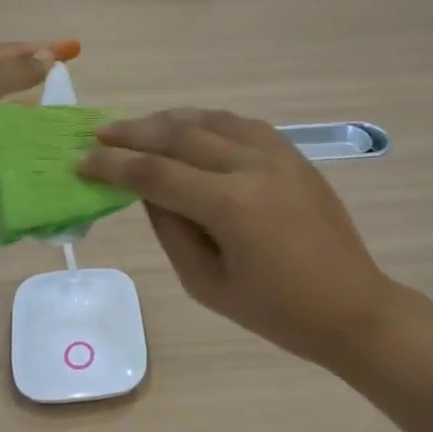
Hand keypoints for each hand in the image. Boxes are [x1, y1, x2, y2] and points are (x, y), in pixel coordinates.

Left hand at [0, 40, 78, 188]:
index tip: (75, 49)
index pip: (12, 51)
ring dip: (24, 114)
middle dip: (34, 80)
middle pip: (5, 80)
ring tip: (56, 120)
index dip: (43, 49)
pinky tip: (28, 150)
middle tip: (68, 87)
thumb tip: (49, 56)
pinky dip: (7, 144)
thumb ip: (14, 73)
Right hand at [79, 109, 402, 369]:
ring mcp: (278, 154)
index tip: (82, 161)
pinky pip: (241, 124)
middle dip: (134, 132)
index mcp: (230, 205)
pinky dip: (208, 122)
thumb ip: (171, 231)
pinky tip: (190, 128)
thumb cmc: (277, 312)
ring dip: (169, 119)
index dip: (113, 166)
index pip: (156, 173)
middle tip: (99, 132)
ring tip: (138, 125)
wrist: (351, 307)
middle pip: (181, 136)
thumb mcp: (208, 284)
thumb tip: (146, 190)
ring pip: (212, 120)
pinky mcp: (294, 155)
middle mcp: (253, 166)